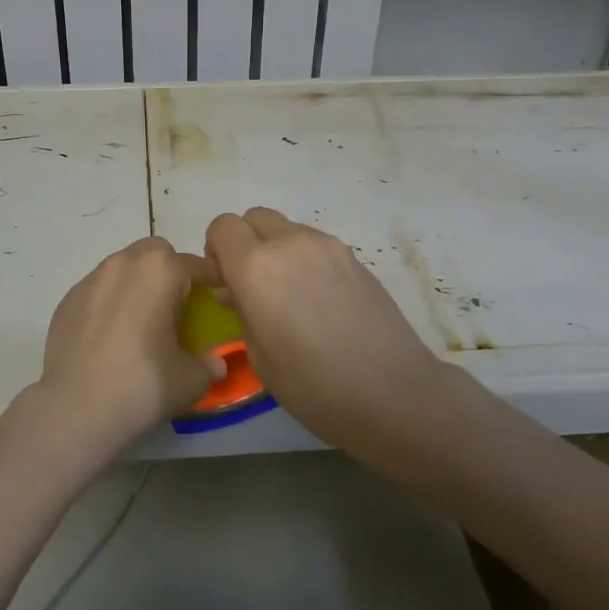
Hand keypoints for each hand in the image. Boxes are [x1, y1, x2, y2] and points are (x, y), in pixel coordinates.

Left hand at [37, 237, 224, 452]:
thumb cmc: (142, 386)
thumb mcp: (190, 381)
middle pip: (156, 252)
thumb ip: (209, 365)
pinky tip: (110, 336)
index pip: (197, 264)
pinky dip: (110, 301)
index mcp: (161, 271)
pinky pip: (99, 288)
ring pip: (124, 266)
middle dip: (170, 271)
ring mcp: (92, 278)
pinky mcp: (68, 299)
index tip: (215, 302)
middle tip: (175, 307)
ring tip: (141, 322)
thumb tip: (215, 363)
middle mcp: (125, 263)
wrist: (75, 409)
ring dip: (138, 283)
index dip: (211, 281)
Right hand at [204, 207, 443, 447]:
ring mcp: (327, 246)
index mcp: (256, 267)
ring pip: (287, 228)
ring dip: (276, 250)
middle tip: (252, 286)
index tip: (225, 284)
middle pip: (255, 218)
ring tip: (290, 295)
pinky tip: (319, 300)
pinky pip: (315, 244)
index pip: (223, 226)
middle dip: (245, 243)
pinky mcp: (354, 257)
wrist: (392, 391)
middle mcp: (290, 243)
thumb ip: (242, 311)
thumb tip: (238, 291)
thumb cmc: (314, 385)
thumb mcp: (260, 357)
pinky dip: (304, 259)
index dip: (216, 251)